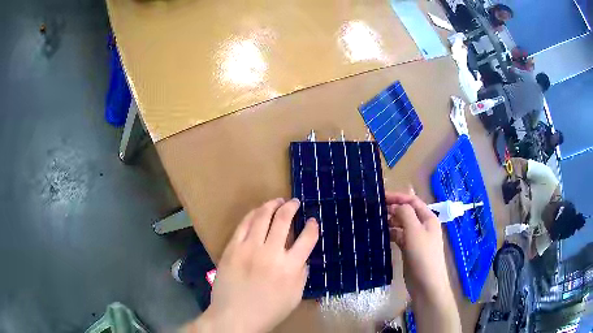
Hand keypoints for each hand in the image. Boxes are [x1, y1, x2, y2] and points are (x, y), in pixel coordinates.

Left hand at [188, 198, 318, 332]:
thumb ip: (301, 275)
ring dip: (272, 205)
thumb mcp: (295, 297)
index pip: (307, 239)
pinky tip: (258, 211)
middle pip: (283, 220)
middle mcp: (271, 253)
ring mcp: (249, 248)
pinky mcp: (232, 248)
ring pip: (262, 217)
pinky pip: (243, 225)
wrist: (234, 317)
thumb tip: (302, 258)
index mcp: (290, 268)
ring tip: (278, 201)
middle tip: (294, 202)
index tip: (312, 221)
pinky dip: (253, 214)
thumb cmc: (268, 311)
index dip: (312, 227)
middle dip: (291, 207)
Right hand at [386, 192, 460, 332]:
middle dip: (394, 208)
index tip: (381, 196)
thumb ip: (405, 214)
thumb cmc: (423, 255)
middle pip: (407, 212)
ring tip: (375, 220)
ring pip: (402, 224)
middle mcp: (423, 226)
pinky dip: (391, 233)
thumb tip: (396, 205)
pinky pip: (399, 237)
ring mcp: (416, 238)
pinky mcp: (409, 249)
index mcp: (428, 218)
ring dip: (391, 221)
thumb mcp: (414, 232)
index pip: (413, 201)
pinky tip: (381, 234)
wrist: (426, 283)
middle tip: (375, 208)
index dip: (399, 197)